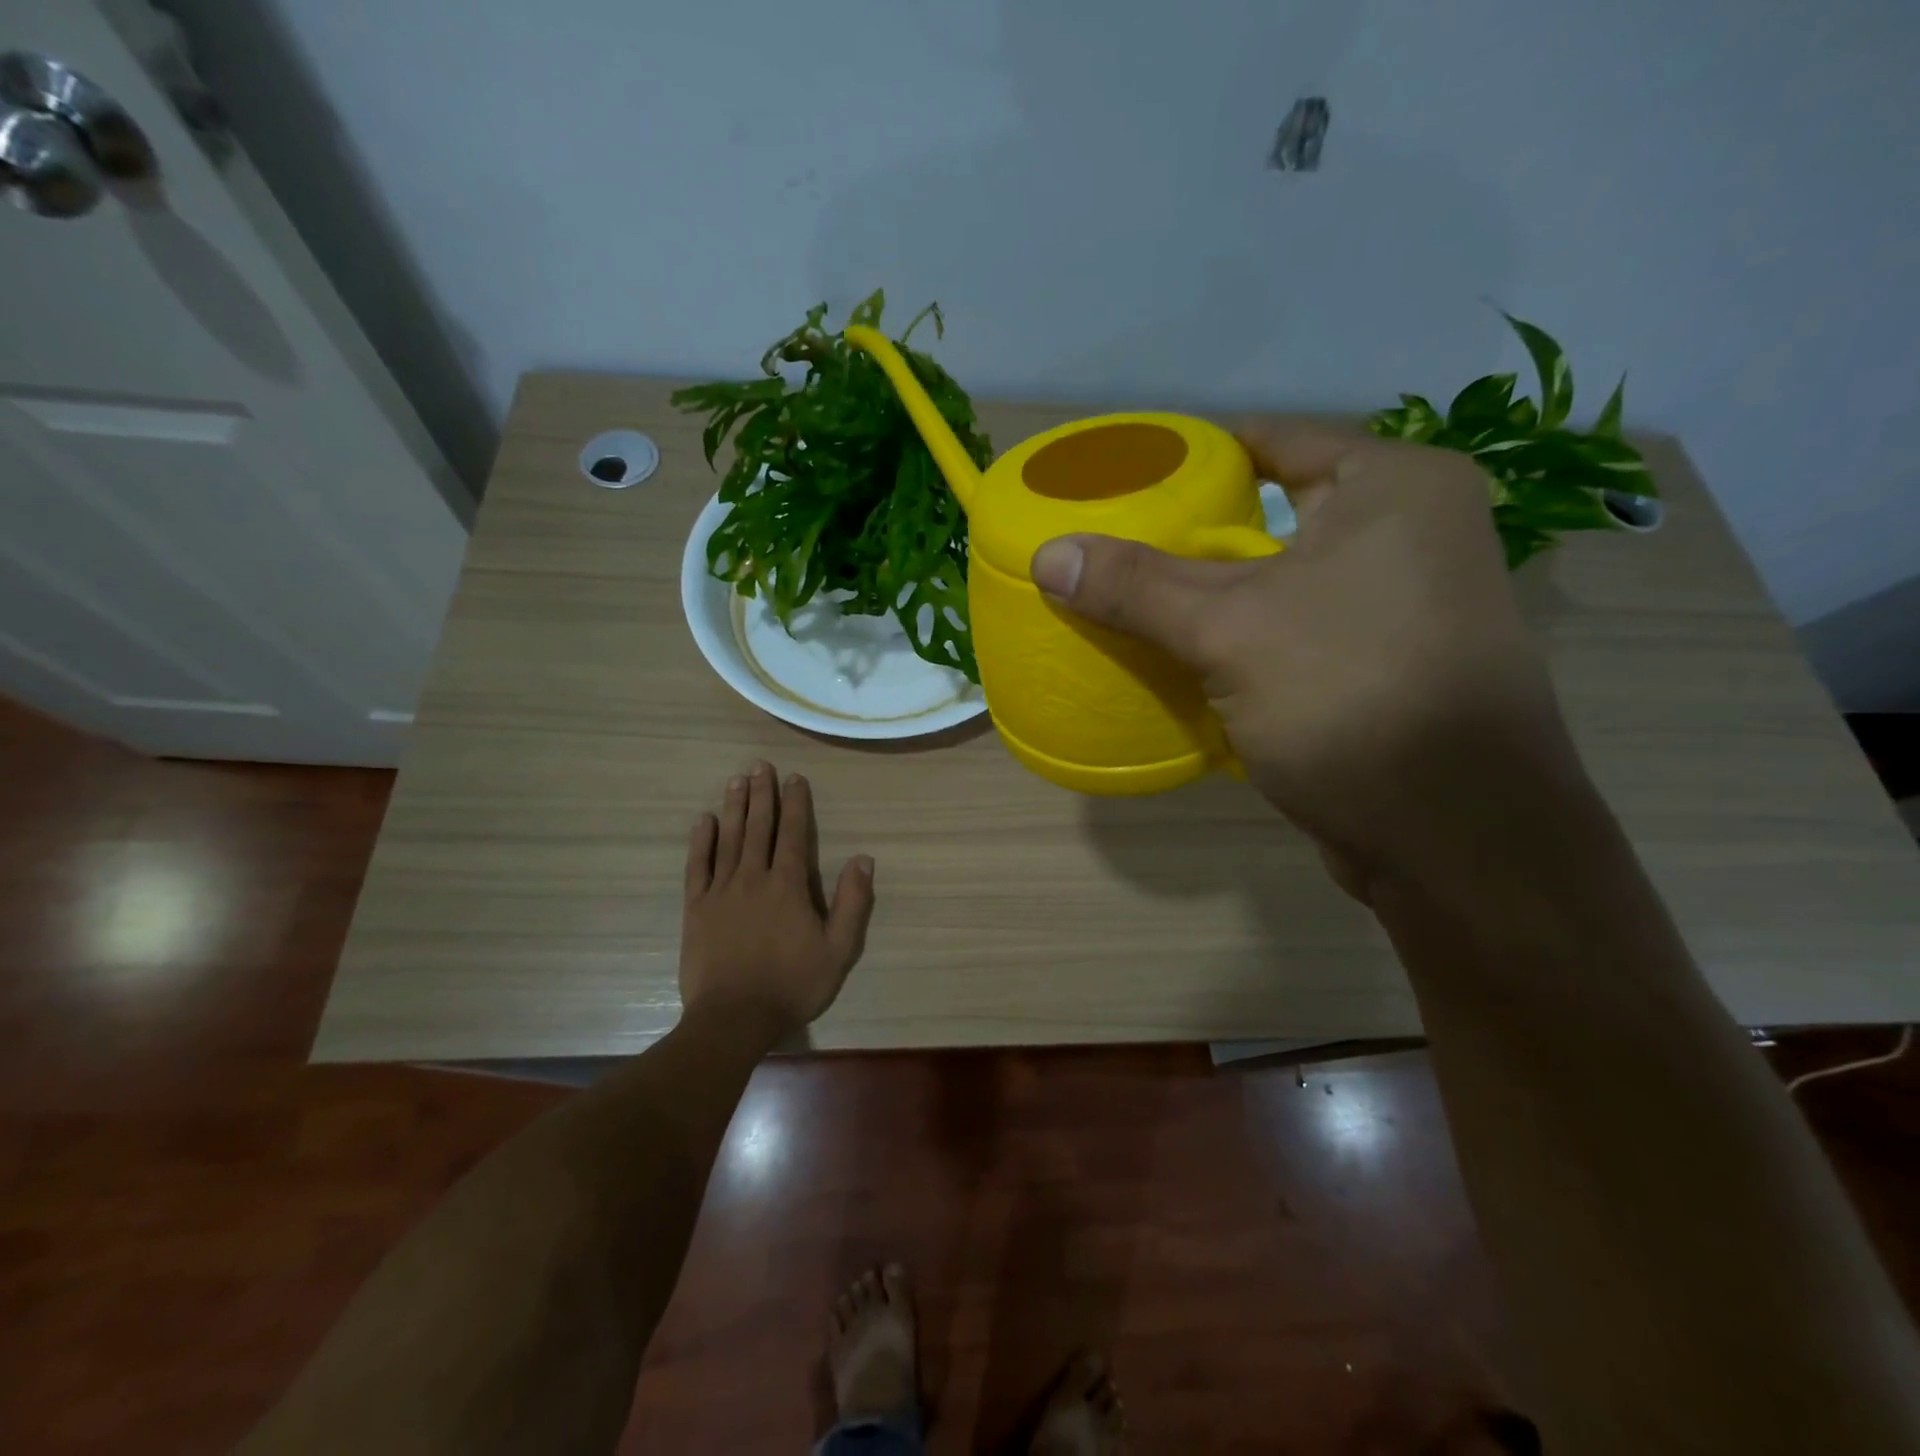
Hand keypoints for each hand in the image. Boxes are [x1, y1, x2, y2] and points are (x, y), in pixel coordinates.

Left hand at [680, 762, 875, 1039]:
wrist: (734, 1018)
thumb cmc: (792, 985)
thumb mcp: (838, 950)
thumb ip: (852, 903)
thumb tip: (863, 859)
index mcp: (789, 886)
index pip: (794, 834)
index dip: (795, 804)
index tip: (794, 778)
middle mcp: (754, 878)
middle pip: (759, 828)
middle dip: (762, 794)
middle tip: (760, 765)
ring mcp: (721, 891)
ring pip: (729, 839)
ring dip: (734, 808)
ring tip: (736, 780)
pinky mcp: (696, 909)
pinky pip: (697, 867)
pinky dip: (701, 842)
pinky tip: (704, 821)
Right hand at [1030, 419, 1586, 898]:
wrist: (1456, 839)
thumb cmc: (1351, 697)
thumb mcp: (1230, 630)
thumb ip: (1136, 586)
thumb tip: (1047, 555)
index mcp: (1393, 487)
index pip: (1272, 441)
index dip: (1194, 458)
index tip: (1126, 480)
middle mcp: (1412, 533)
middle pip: (1274, 516)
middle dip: (1194, 537)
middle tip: (1116, 546)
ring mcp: (1405, 606)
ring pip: (1282, 582)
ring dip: (1215, 597)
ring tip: (1134, 599)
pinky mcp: (1387, 668)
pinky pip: (1295, 633)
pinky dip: (1243, 640)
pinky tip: (1185, 657)